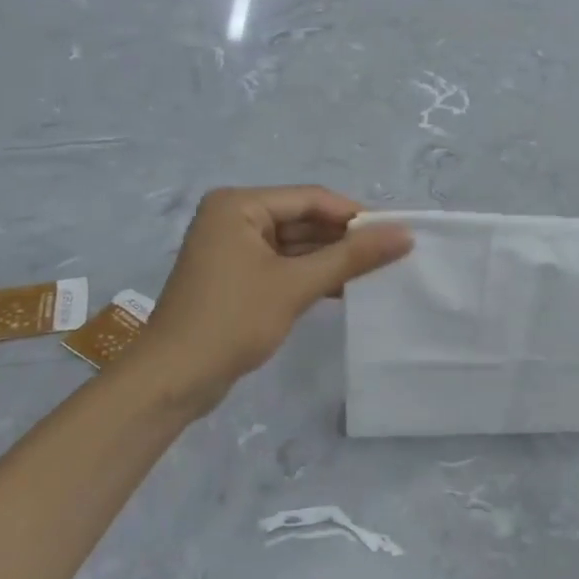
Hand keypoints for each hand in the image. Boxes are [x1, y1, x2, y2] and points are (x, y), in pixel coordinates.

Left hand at [140, 187, 410, 407]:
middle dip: (344, 238)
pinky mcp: (237, 277)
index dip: (355, 215)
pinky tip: (345, 288)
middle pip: (303, 219)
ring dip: (331, 259)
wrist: (173, 380)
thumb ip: (352, 257)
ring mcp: (233, 248)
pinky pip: (283, 265)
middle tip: (391, 254)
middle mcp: (234, 218)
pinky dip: (311, 275)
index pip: (310, 198)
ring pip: (296, 245)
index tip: (396, 233)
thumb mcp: (296, 285)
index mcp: (239, 205)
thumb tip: (405, 234)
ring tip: (377, 272)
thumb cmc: (232, 321)